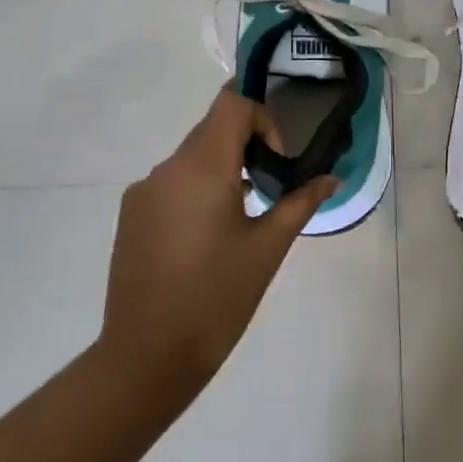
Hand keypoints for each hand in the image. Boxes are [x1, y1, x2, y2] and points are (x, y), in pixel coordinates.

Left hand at [96, 89, 336, 402]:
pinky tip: (209, 235)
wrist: (146, 356)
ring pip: (191, 156)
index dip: (263, 119)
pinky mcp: (131, 215)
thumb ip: (300, 202)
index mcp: (202, 168)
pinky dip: (197, 188)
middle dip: (247, 143)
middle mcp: (167, 169)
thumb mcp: (268, 247)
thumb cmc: (217, 297)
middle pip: (212, 127)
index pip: (232, 104)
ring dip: (223, 167)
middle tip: (271, 183)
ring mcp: (143, 192)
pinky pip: (172, 182)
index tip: (278, 161)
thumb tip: (332, 178)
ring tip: (244, 213)